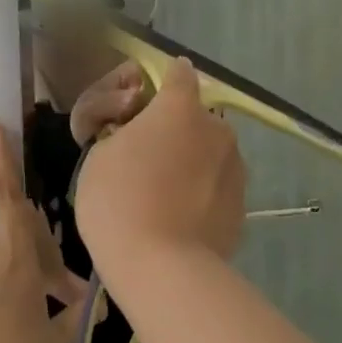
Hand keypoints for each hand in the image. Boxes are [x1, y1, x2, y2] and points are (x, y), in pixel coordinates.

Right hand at [75, 56, 245, 275]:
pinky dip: (202, 194)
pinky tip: (180, 219)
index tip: (145, 102)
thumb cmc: (118, 201)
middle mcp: (217, 129)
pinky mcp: (243, 204)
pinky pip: (217, 187)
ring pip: (210, 153)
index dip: (163, 82)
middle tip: (148, 161)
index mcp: (179, 108)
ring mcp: (235, 168)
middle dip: (176, 131)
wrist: (162, 268)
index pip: (179, 74)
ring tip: (165, 197)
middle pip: (195, 118)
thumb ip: (123, 131)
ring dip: (193, 163)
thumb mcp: (98, 154)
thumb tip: (144, 136)